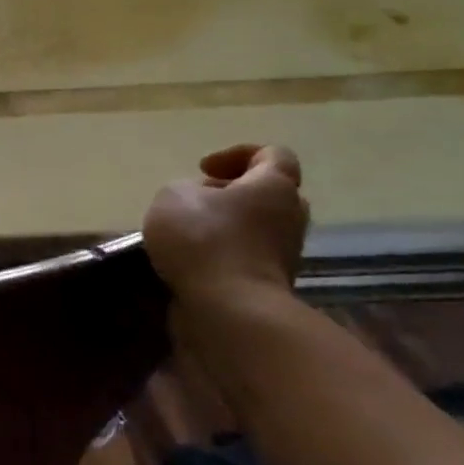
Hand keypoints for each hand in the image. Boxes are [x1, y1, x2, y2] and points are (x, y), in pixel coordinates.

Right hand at [143, 144, 308, 310]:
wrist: (229, 310)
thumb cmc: (204, 239)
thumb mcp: (174, 195)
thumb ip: (187, 189)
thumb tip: (201, 203)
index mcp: (274, 187)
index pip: (273, 154)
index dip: (236, 154)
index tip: (203, 169)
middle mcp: (290, 218)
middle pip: (269, 194)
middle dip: (233, 194)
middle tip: (199, 201)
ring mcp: (284, 255)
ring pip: (257, 229)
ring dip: (226, 227)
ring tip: (187, 235)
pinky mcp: (269, 285)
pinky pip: (246, 258)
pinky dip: (222, 256)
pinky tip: (190, 263)